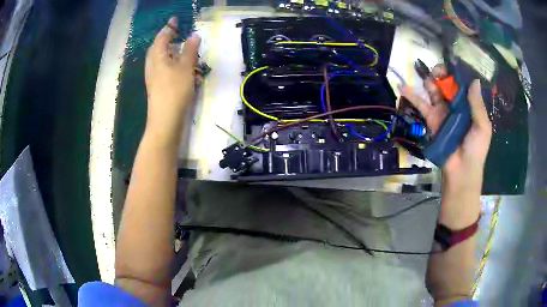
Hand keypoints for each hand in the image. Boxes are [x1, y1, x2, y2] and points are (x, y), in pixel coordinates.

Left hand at [145, 17, 200, 139]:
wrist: (165, 119)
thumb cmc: (175, 90)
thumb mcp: (186, 67)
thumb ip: (190, 50)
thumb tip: (194, 35)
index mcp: (157, 57)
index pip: (162, 37)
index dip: (169, 27)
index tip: (175, 19)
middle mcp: (152, 66)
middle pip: (156, 48)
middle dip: (164, 39)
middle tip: (175, 34)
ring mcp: (152, 77)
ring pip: (158, 59)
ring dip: (166, 51)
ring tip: (177, 48)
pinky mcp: (156, 87)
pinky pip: (160, 69)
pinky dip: (168, 63)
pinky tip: (176, 67)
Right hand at [401, 65, 491, 193]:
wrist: (462, 171)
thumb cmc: (476, 149)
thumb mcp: (482, 126)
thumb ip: (477, 104)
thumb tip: (475, 80)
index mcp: (468, 106)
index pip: (461, 85)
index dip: (456, 74)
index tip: (451, 66)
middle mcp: (455, 106)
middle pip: (446, 84)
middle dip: (441, 74)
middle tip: (437, 71)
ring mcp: (442, 112)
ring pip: (434, 91)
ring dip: (429, 81)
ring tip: (427, 77)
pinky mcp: (431, 120)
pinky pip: (421, 105)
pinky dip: (412, 96)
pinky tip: (403, 87)